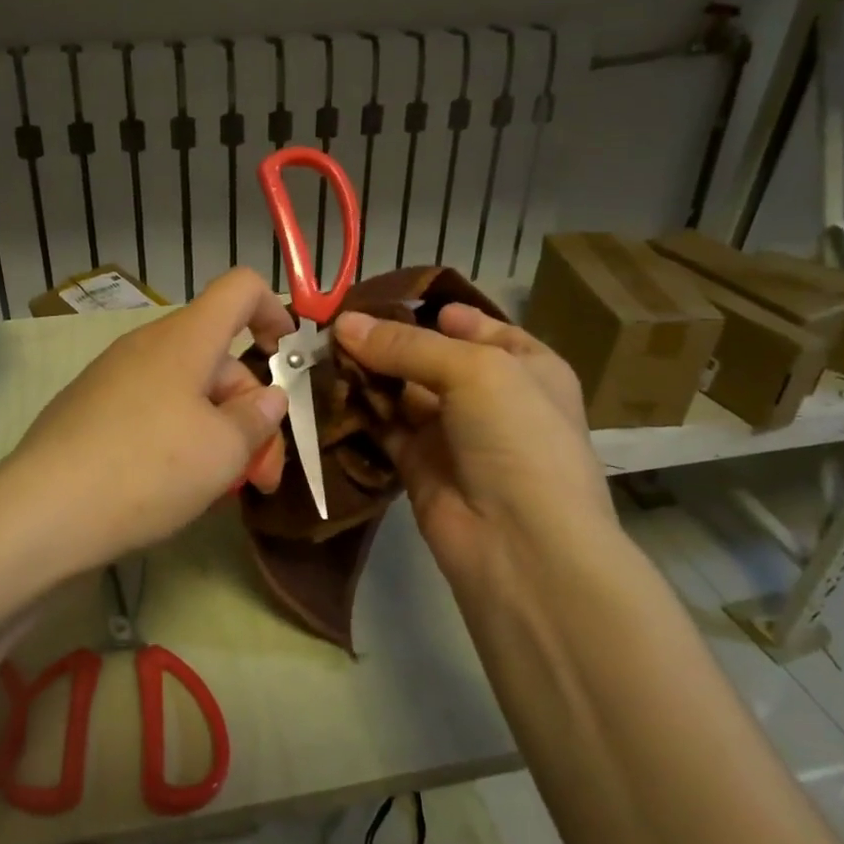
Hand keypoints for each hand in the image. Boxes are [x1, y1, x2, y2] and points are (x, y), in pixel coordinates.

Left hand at [8, 267, 293, 571]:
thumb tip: (267, 397)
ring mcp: (113, 377)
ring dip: (219, 430)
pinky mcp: (90, 409)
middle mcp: (147, 346)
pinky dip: (180, 437)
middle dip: (251, 410)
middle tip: (262, 473)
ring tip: (224, 487)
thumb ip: (258, 418)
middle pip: (218, 356)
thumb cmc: (147, 470)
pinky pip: (153, 408)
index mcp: (185, 338)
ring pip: (187, 389)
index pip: (241, 288)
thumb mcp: (223, 451)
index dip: (274, 310)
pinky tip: (178, 485)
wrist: (40, 513)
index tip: (288, 358)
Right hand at [333, 303, 616, 589]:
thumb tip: (343, 324)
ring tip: (318, 350)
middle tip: (331, 324)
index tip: (375, 298)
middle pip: (429, 357)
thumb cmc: (516, 437)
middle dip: (386, 341)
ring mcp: (452, 433)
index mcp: (524, 365)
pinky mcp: (418, 465)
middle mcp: (489, 396)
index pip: (472, 325)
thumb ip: (407, 345)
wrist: (521, 545)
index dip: (427, 311)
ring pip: (401, 392)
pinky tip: (325, 389)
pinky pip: (383, 428)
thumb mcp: (474, 371)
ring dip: (366, 374)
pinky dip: (358, 411)